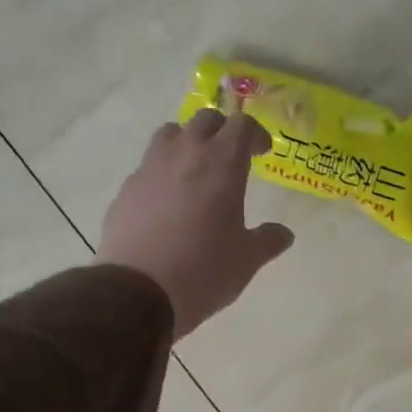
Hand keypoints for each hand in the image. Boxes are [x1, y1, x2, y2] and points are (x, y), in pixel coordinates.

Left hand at [97, 108, 293, 338]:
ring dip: (187, 142)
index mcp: (222, 165)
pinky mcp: (126, 189)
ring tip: (196, 170)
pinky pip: (148, 166)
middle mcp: (185, 155)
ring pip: (170, 134)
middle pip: (205, 120)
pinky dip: (163, 172)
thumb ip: (268, 240)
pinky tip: (168, 203)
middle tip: (232, 157)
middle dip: (222, 131)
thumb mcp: (247, 260)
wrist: (137, 291)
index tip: (262, 153)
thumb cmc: (204, 271)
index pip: (241, 125)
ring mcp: (150, 168)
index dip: (255, 134)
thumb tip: (284, 234)